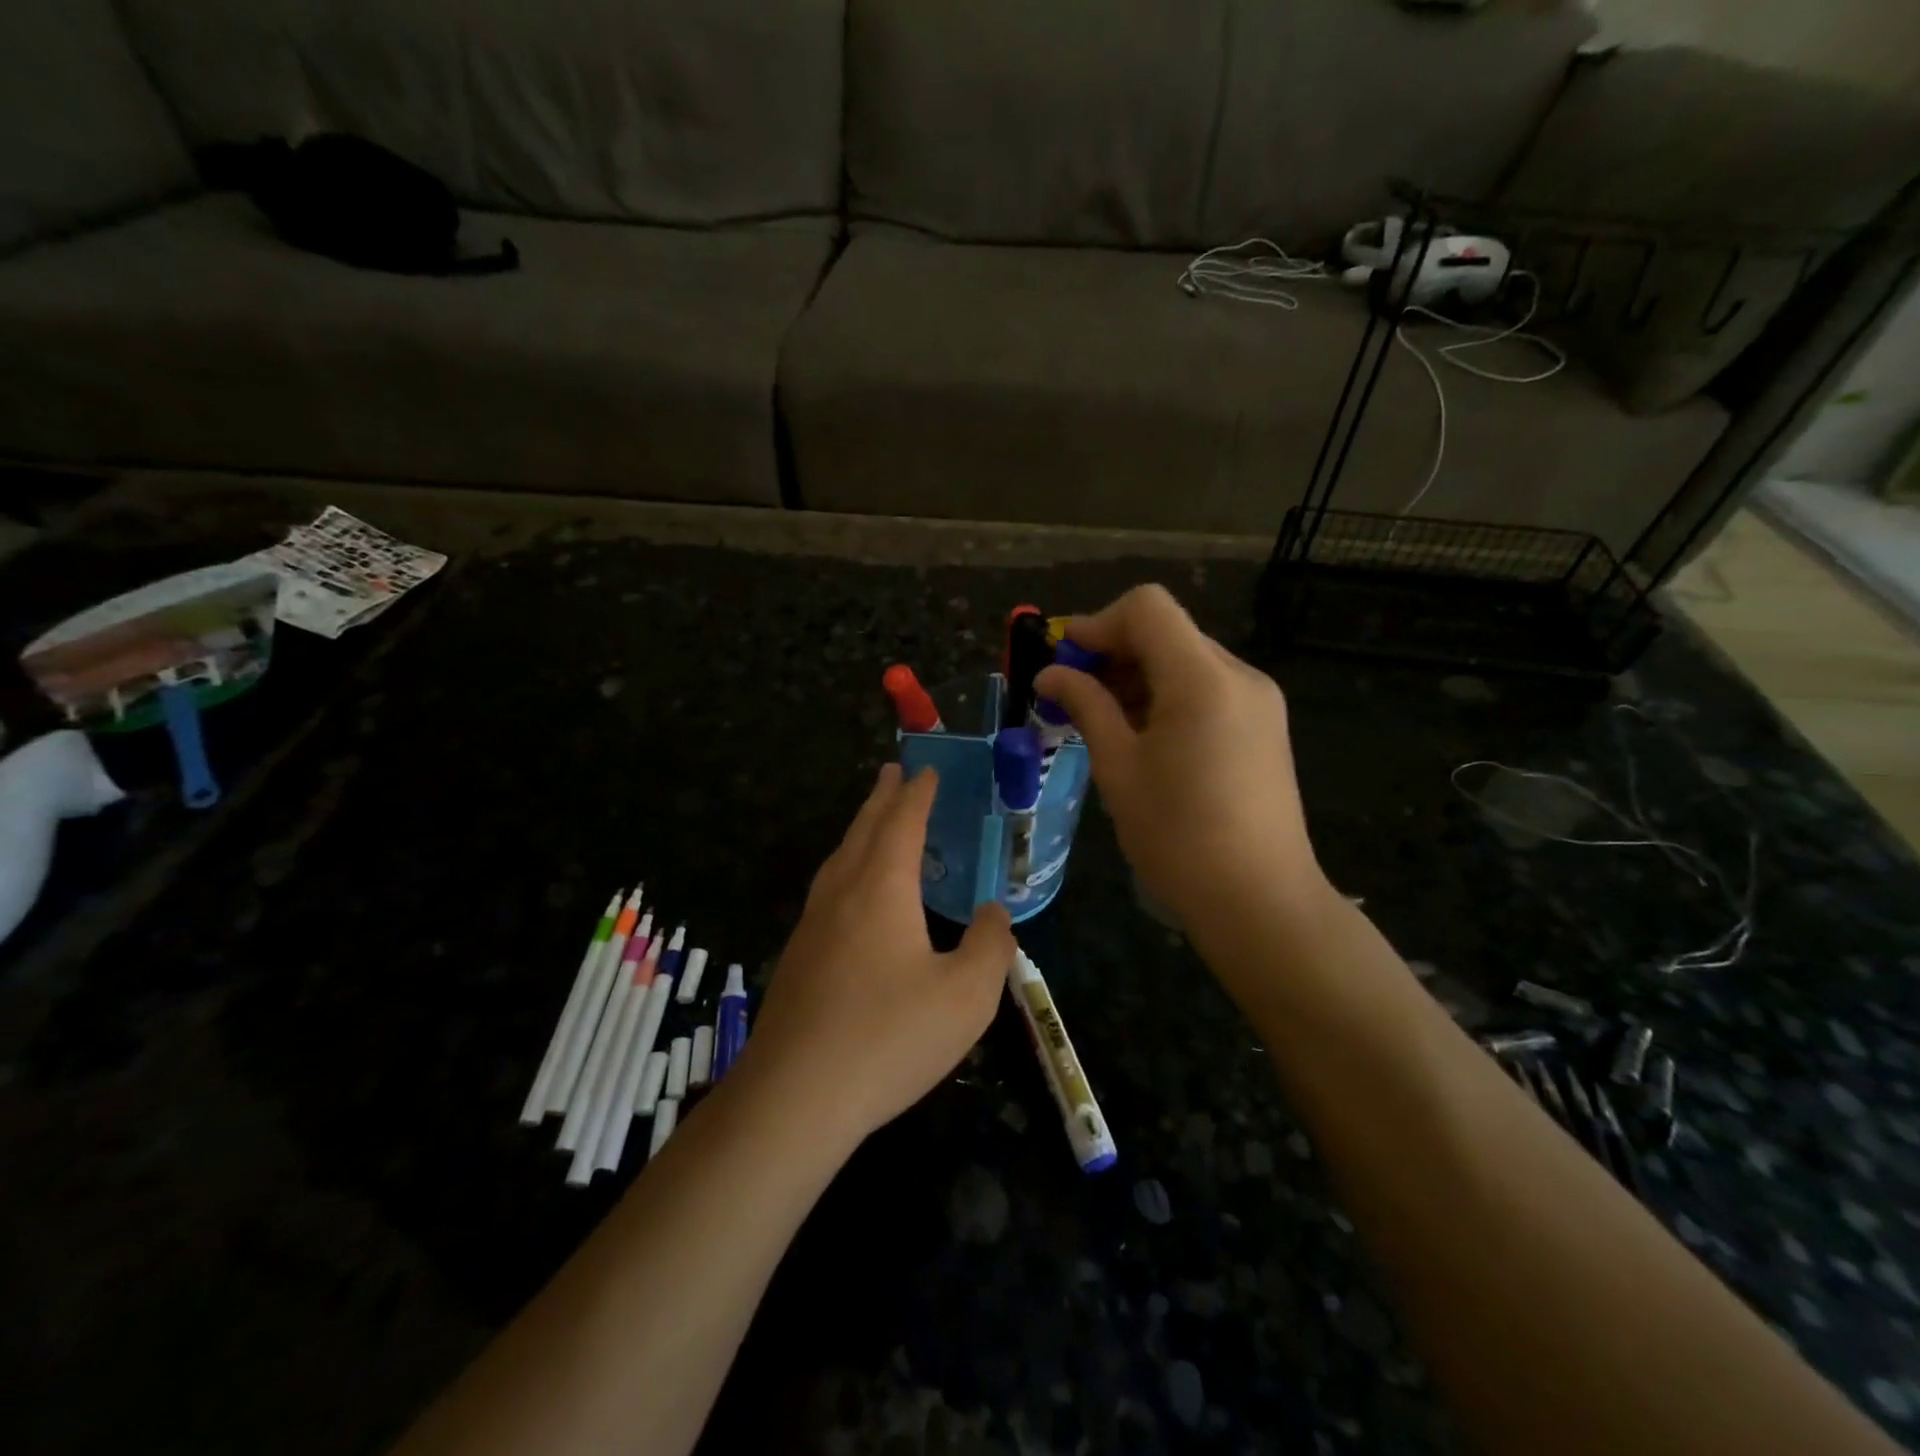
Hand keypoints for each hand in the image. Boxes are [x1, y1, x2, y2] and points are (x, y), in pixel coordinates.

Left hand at [736, 764, 1016, 1147]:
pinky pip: (827, 890)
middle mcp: (842, 893)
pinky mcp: (798, 958)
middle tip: (893, 772)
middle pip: (863, 830)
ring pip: (838, 859)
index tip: (927, 770)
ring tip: (872, 820)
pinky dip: (846, 867)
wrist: (794, 1097)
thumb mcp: (967, 996)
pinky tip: (851, 894)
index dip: (917, 794)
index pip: (902, 823)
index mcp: (881, 888)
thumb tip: (995, 913)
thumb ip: (991, 946)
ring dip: (860, 830)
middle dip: (882, 798)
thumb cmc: (889, 1037)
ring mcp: (812, 925)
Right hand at [1034, 584, 1330, 942]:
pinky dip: (1167, 697)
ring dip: (1138, 677)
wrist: (1260, 902)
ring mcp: (1258, 702)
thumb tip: (1050, 674)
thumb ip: (1086, 707)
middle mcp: (1239, 676)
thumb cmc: (1178, 837)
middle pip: (1167, 631)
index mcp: (1203, 678)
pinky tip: (1144, 739)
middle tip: (1073, 697)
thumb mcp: (1119, 768)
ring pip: (1186, 661)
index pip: (1147, 608)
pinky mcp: (1264, 728)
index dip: (1097, 625)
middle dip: (1114, 653)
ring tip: (1103, 723)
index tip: (1064, 664)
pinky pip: (1207, 690)